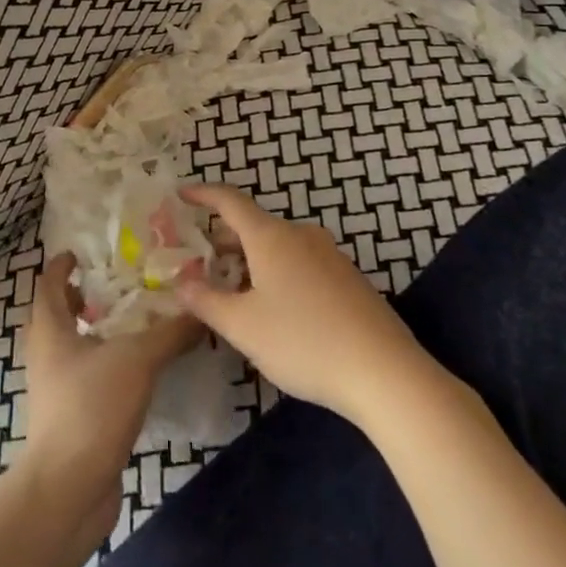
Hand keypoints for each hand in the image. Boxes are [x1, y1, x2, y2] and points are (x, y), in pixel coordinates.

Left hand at [20, 252, 198, 537]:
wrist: (68, 489)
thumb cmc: (91, 407)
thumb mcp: (137, 360)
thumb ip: (171, 333)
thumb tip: (202, 311)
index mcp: (49, 330)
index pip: (48, 283)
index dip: (61, 264)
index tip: (82, 252)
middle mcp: (46, 355)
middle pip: (57, 315)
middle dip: (81, 297)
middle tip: (117, 285)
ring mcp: (56, 389)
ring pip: (72, 348)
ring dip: (96, 332)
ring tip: (134, 323)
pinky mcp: (71, 417)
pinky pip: (87, 377)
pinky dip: (106, 364)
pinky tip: (138, 370)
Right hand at [175, 184, 434, 427]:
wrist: (384, 372)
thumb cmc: (302, 341)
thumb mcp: (242, 326)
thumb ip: (205, 300)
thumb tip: (181, 281)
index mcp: (271, 237)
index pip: (230, 201)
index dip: (203, 195)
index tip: (182, 194)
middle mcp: (301, 235)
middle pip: (254, 226)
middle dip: (224, 240)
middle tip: (201, 262)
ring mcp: (330, 255)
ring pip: (279, 247)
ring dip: (251, 260)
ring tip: (233, 290)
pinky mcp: (349, 279)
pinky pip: (301, 263)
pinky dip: (277, 273)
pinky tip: (275, 308)